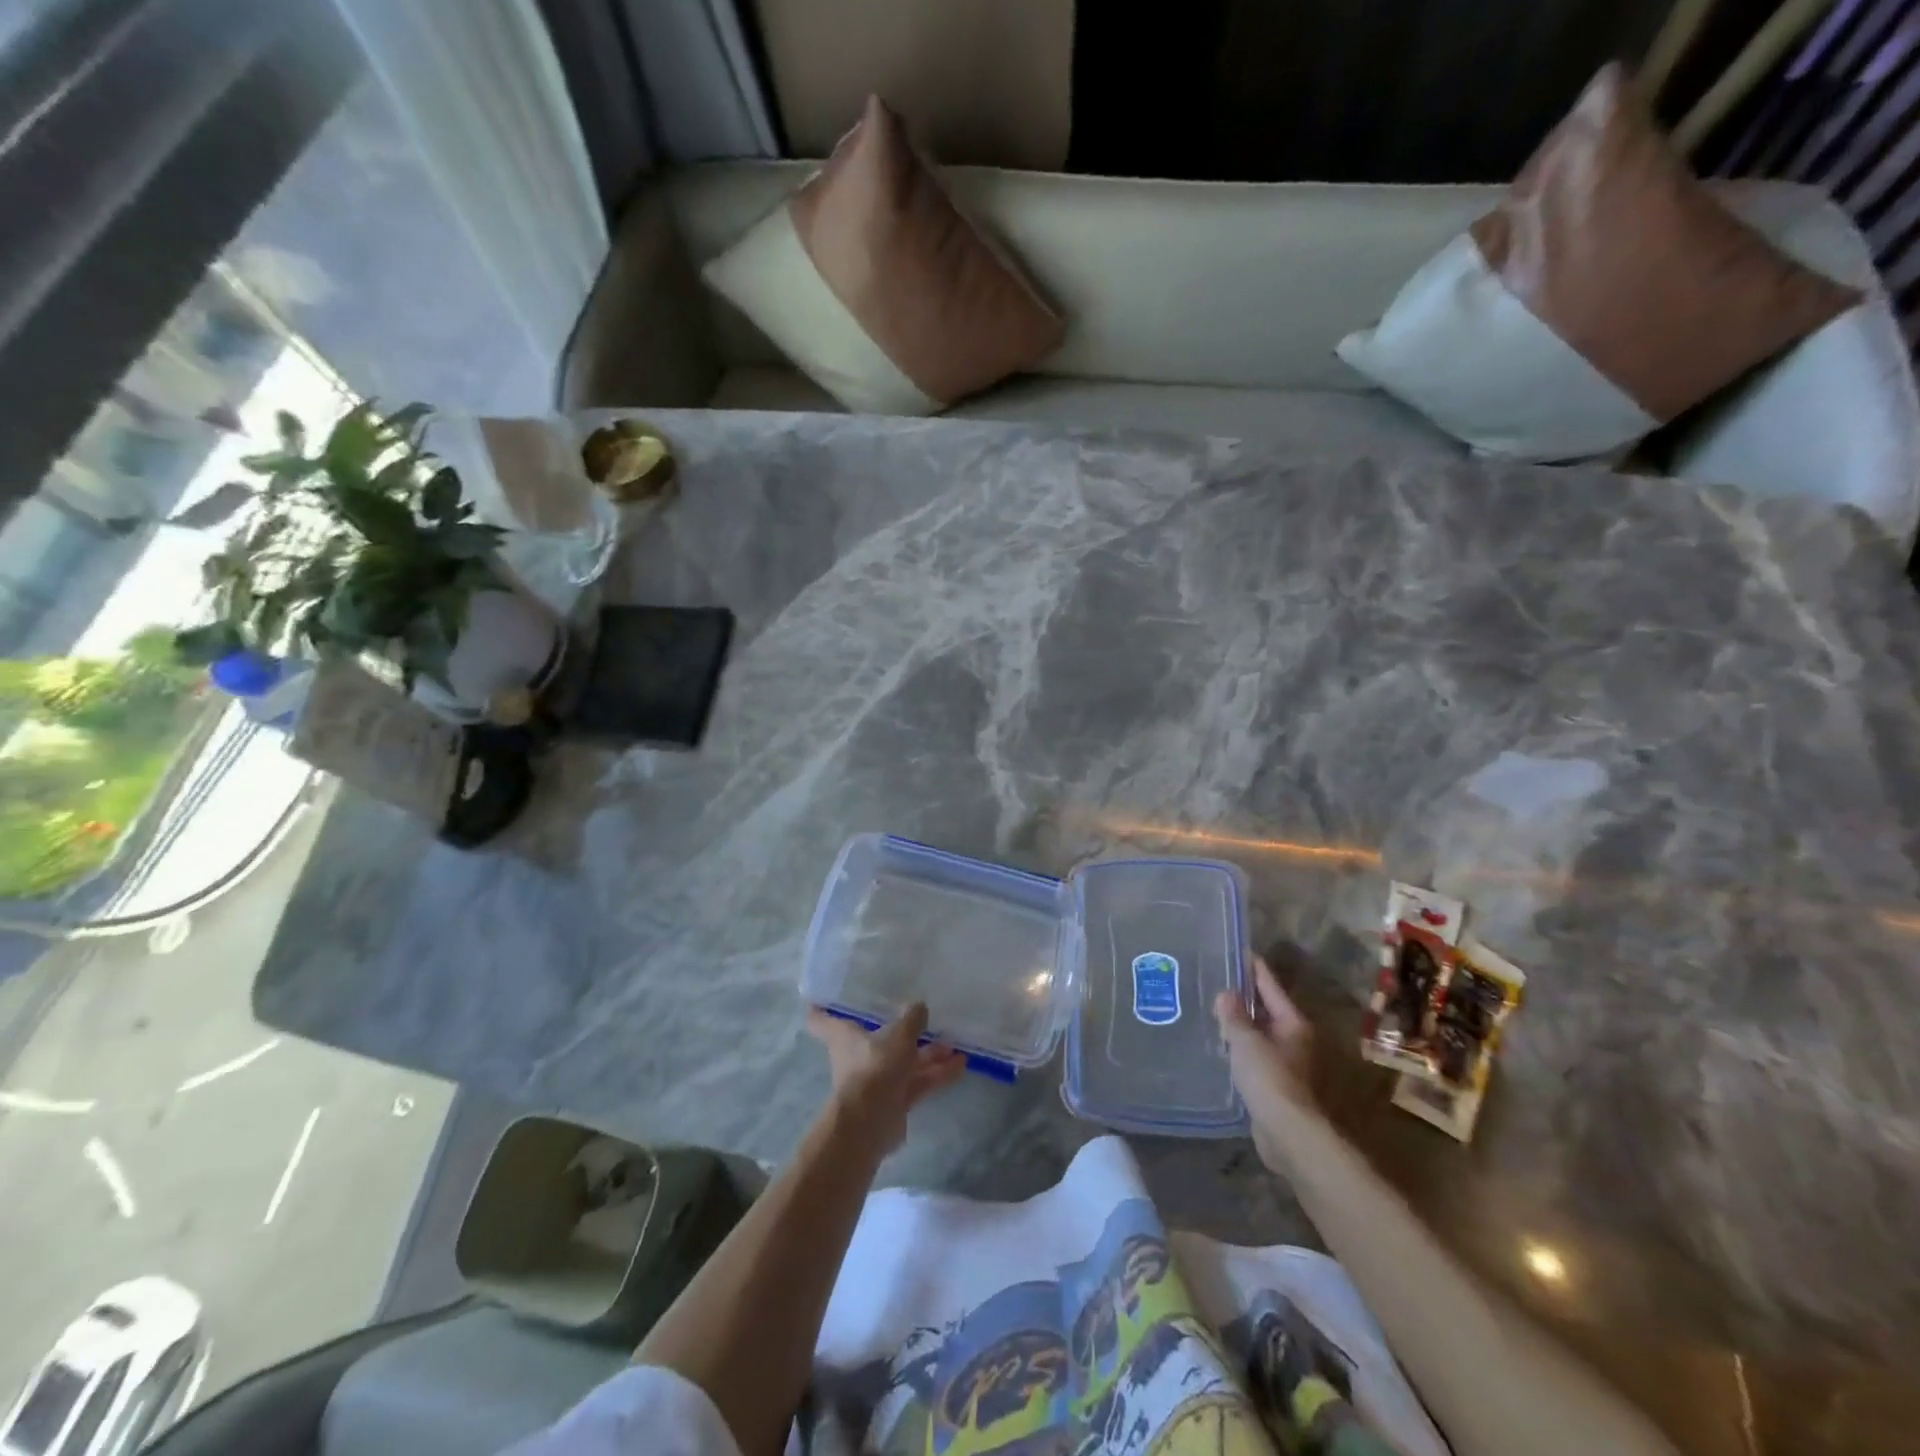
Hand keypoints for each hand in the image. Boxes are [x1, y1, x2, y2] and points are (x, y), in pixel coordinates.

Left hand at [806, 1003, 966, 1152]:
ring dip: (927, 1054)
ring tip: (954, 1044)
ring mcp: (877, 1081)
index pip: (823, 1020)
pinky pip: (917, 1083)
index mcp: (845, 1037)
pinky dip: (936, 1075)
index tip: (820, 998)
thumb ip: (911, 1019)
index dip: (822, 1008)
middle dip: (902, 1032)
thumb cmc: (875, 1067)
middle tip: (923, 1019)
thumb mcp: (898, 1035)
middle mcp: (858, 1057)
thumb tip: (918, 1006)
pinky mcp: (894, 1102)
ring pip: (903, 1062)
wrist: (872, 1122)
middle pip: (877, 1040)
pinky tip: (961, 1066)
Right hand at [1215, 956, 1317, 1162]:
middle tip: (1217, 980)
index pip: (1270, 986)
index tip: (1239, 952)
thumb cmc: (1269, 1078)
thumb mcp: (1246, 1041)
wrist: (1287, 1132)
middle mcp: (1294, 1039)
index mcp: (1292, 1023)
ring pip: (1260, 1033)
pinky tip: (1221, 1044)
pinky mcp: (1275, 1083)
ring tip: (1213, 1010)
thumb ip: (1234, 1016)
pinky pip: (1254, 1054)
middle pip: (1267, 1009)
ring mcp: (1286, 1062)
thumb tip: (1226, 994)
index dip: (1254, 968)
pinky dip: (1240, 1046)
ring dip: (1241, 1024)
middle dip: (1244, 996)